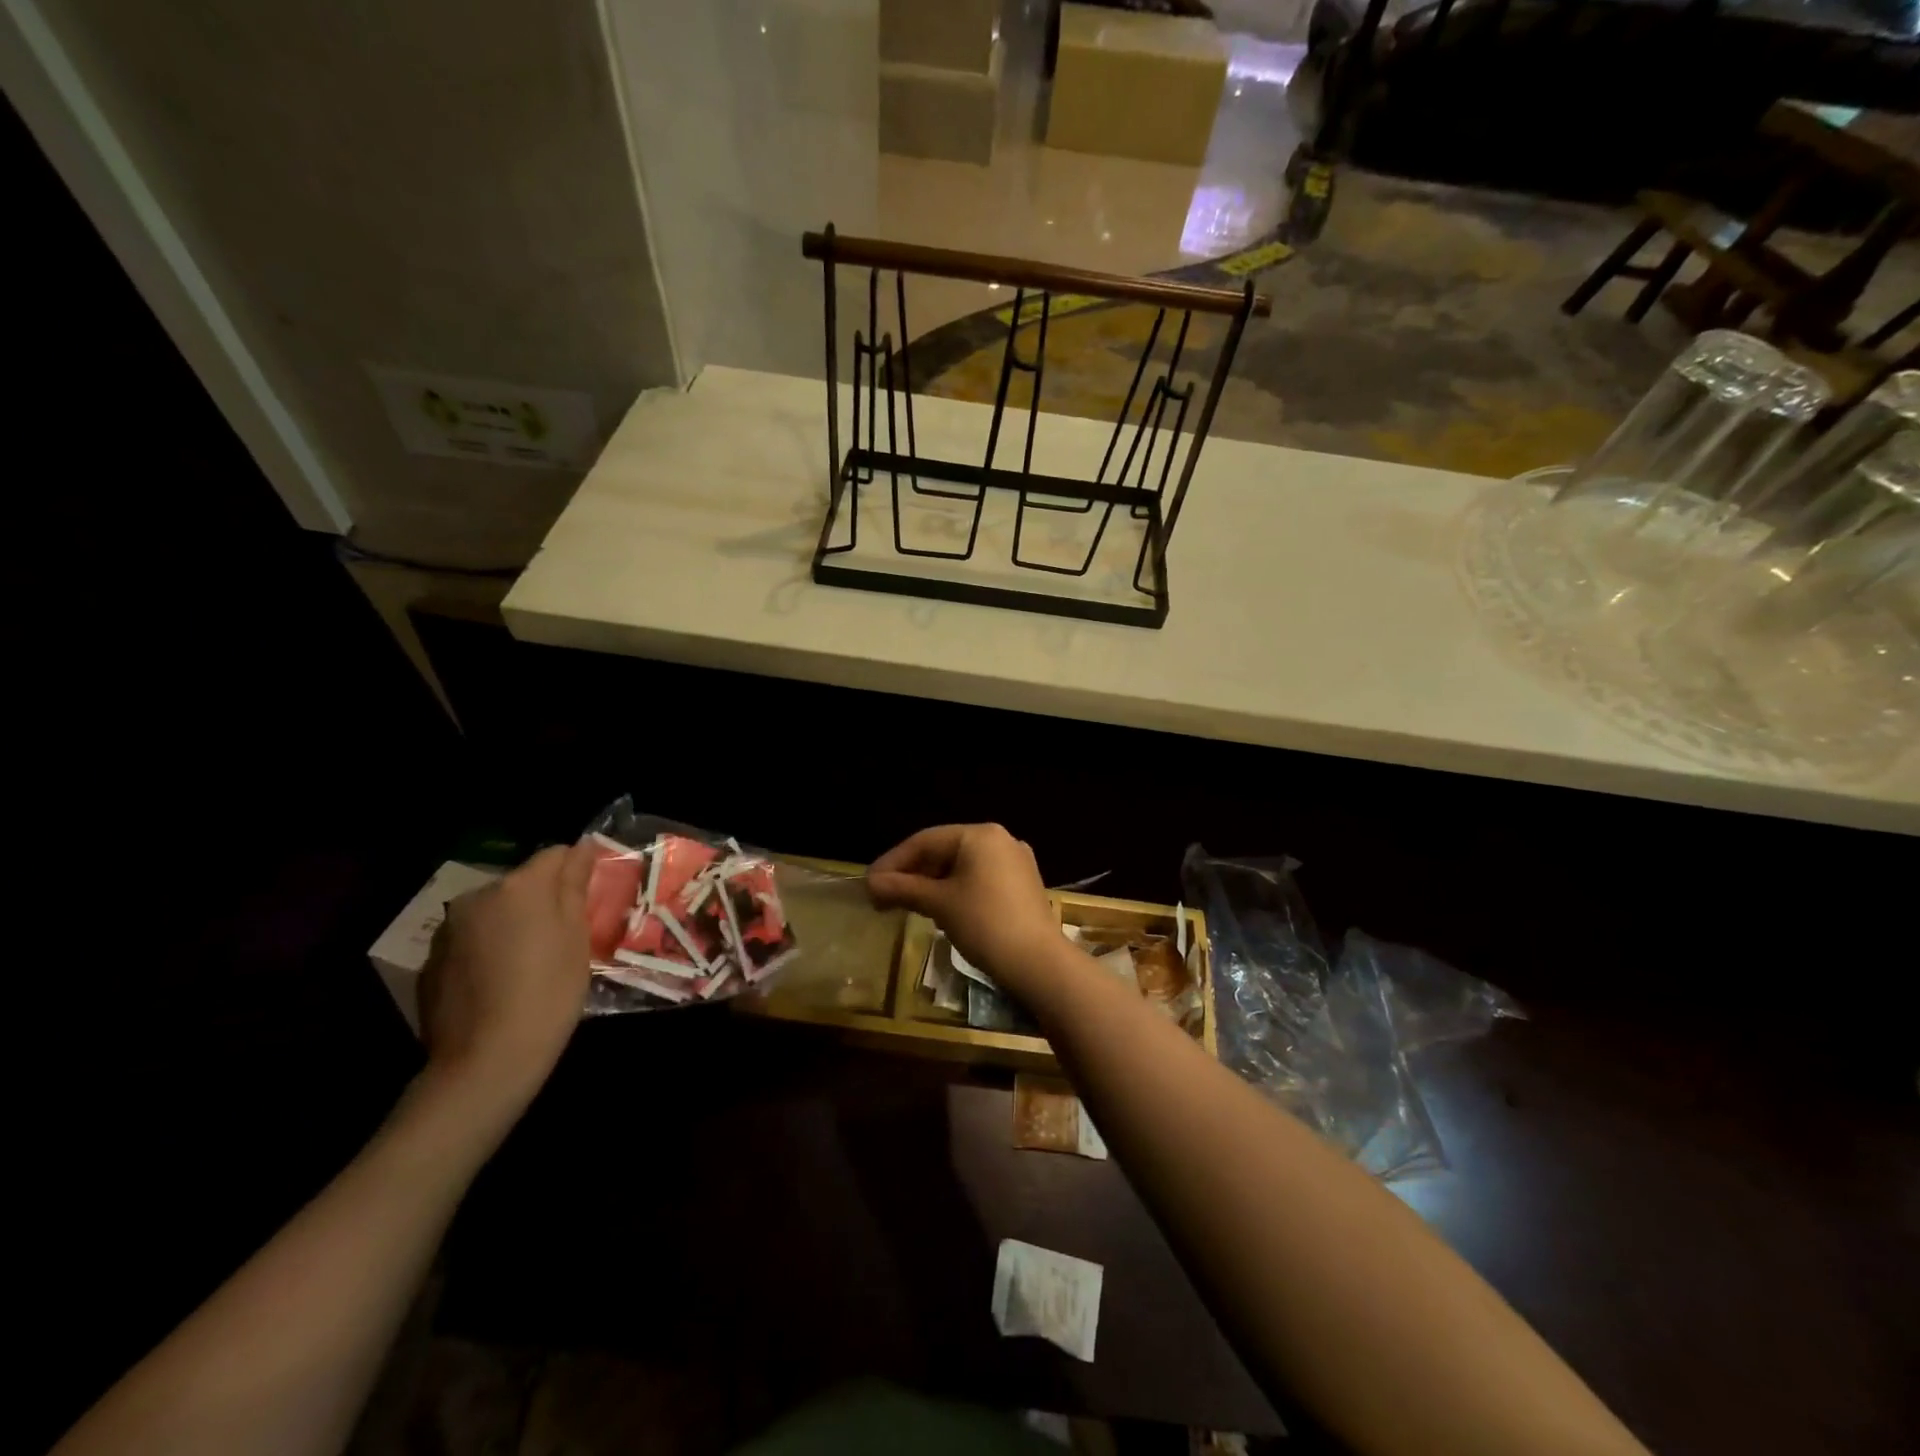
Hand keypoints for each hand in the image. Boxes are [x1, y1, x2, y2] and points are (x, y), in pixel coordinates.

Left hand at [418, 840, 595, 1123]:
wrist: (486, 1060)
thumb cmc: (549, 992)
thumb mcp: (576, 936)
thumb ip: (575, 886)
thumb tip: (581, 847)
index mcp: (519, 886)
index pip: (555, 854)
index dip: (576, 871)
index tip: (590, 898)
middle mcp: (477, 897)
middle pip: (521, 883)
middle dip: (542, 900)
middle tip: (564, 936)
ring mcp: (448, 930)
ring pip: (493, 912)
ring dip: (512, 924)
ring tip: (530, 963)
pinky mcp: (431, 962)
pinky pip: (470, 941)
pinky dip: (487, 950)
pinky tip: (500, 983)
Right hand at [867, 825, 1060, 991]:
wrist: (1038, 963)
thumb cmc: (985, 924)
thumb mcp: (939, 904)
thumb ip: (903, 889)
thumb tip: (871, 883)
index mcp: (979, 834)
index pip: (925, 841)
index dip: (893, 862)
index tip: (869, 884)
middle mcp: (999, 839)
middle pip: (944, 851)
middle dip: (912, 874)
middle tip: (883, 897)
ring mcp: (1015, 862)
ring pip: (961, 866)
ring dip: (931, 884)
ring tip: (906, 905)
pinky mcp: (1022, 885)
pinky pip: (979, 879)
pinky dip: (955, 890)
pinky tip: (939, 910)